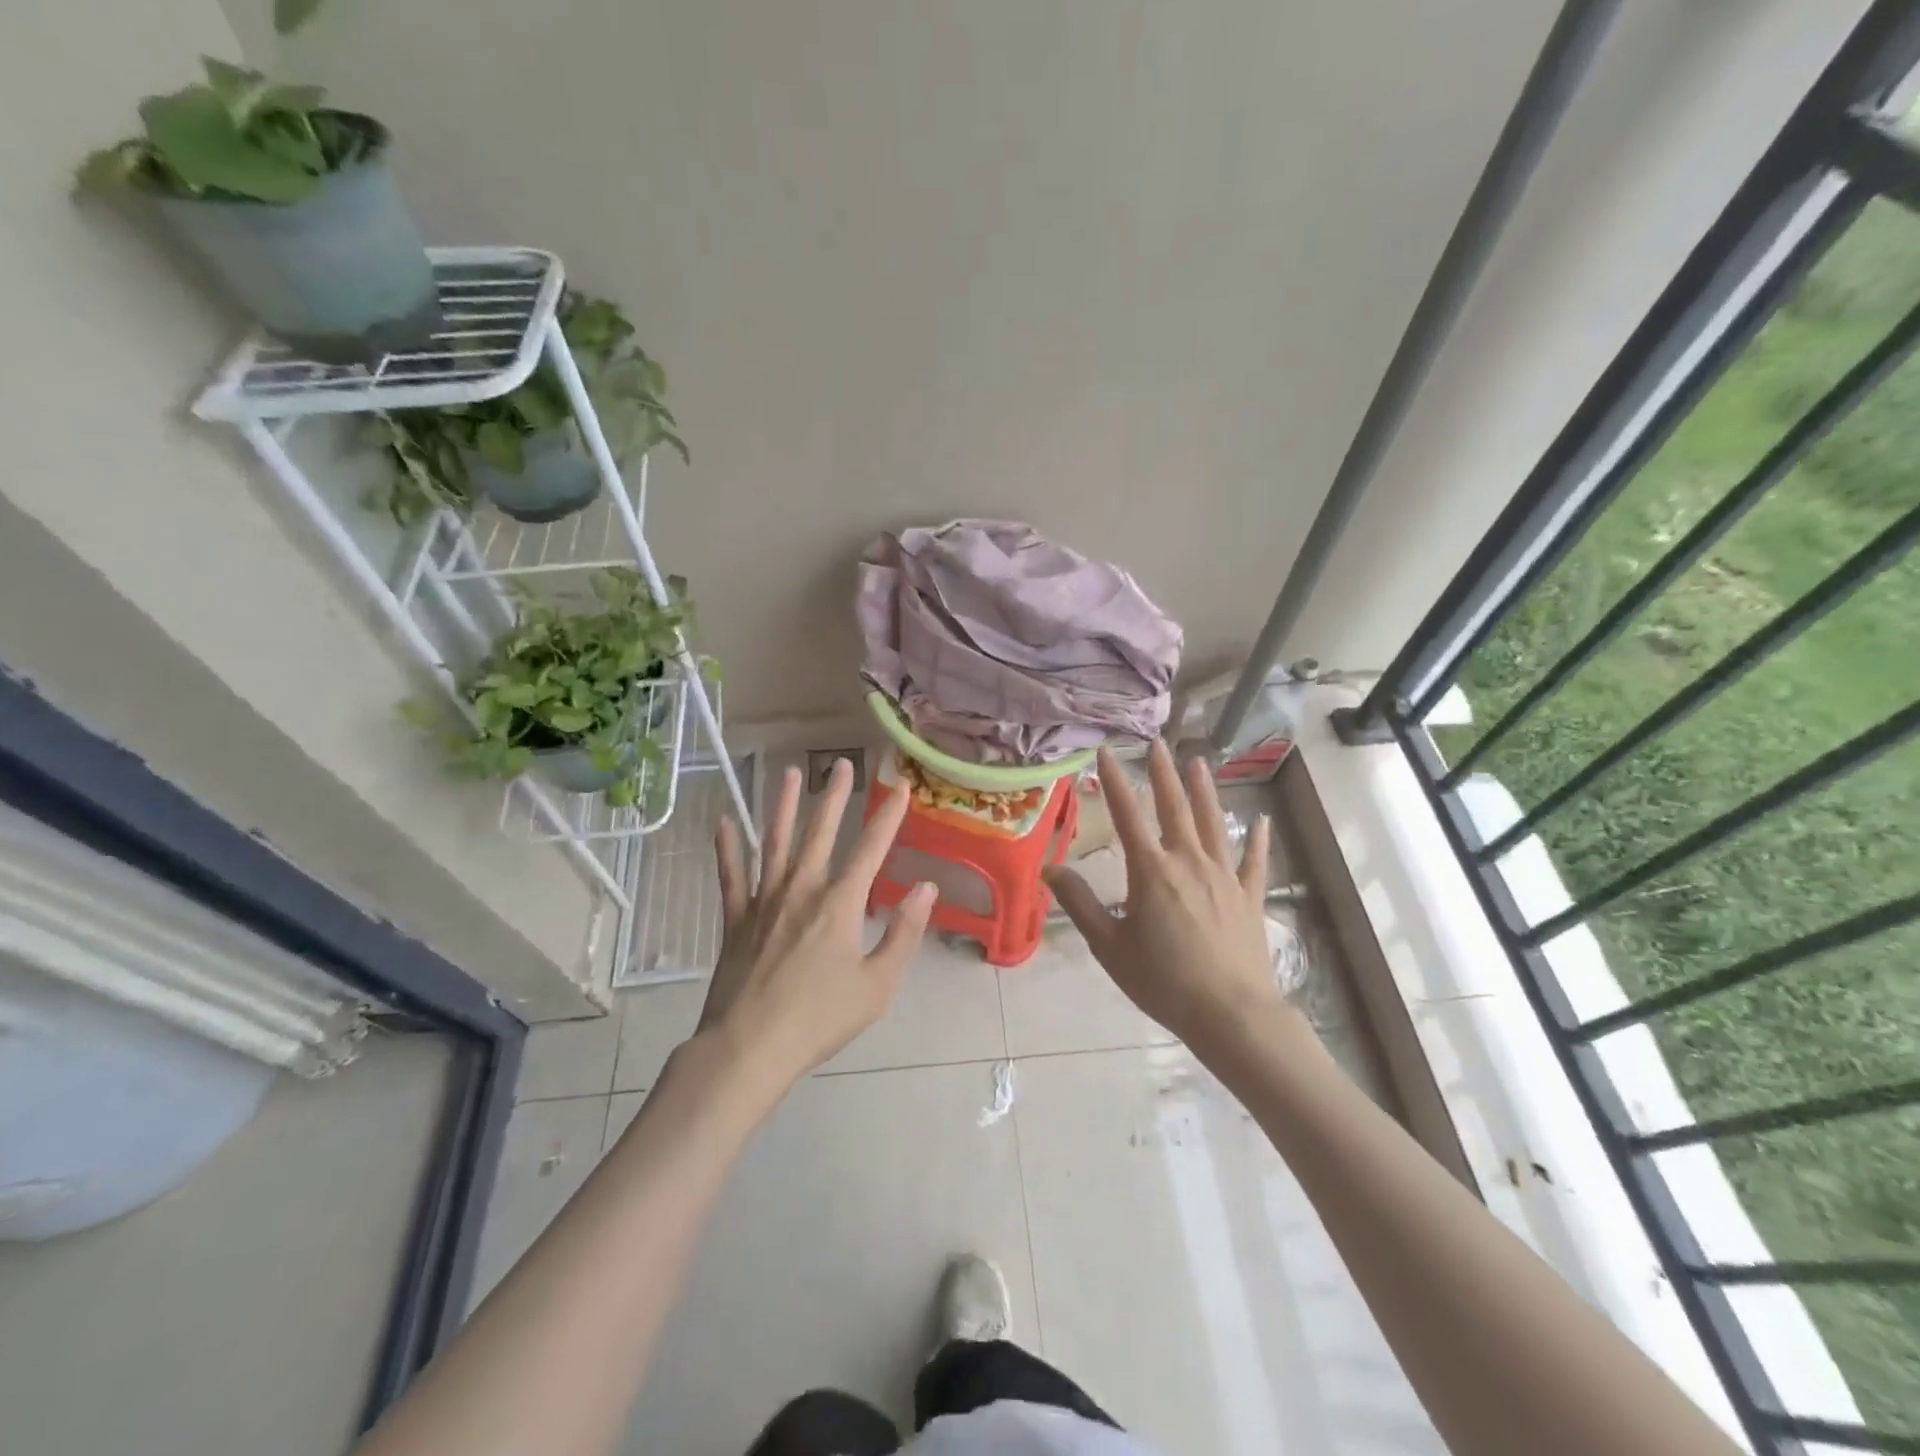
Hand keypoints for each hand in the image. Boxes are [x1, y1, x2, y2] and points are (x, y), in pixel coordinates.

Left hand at [699, 758, 936, 1092]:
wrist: (748, 1048)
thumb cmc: (820, 1020)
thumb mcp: (878, 985)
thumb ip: (904, 933)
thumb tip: (925, 888)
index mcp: (840, 904)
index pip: (871, 848)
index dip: (889, 816)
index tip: (902, 787)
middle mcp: (801, 889)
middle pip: (820, 832)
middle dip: (834, 796)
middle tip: (841, 764)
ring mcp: (764, 901)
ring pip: (775, 842)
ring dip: (784, 806)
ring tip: (790, 774)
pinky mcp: (736, 919)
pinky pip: (731, 876)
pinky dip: (728, 848)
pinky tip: (724, 822)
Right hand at [1045, 741, 1278, 1047]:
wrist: (1231, 1014)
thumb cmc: (1163, 981)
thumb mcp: (1109, 945)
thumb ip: (1080, 903)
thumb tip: (1049, 868)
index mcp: (1152, 870)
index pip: (1127, 815)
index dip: (1115, 781)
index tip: (1106, 751)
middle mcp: (1189, 861)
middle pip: (1175, 807)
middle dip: (1163, 773)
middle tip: (1157, 743)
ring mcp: (1224, 876)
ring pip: (1213, 822)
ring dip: (1204, 790)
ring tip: (1198, 762)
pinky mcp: (1249, 896)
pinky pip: (1253, 859)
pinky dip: (1256, 838)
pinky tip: (1258, 820)